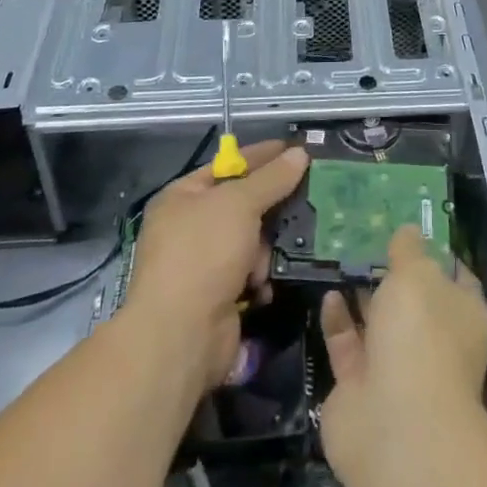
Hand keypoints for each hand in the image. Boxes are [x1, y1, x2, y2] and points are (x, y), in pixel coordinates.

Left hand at [123, 141, 308, 397]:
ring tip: (272, 255)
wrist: (181, 336)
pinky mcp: (217, 296)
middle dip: (269, 207)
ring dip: (264, 249)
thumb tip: (299, 153)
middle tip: (305, 197)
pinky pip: (248, 273)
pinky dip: (260, 277)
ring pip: (250, 240)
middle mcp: (187, 227)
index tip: (296, 150)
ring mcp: (201, 264)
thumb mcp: (240, 203)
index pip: (228, 164)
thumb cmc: (204, 253)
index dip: (261, 156)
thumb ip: (272, 178)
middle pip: (241, 204)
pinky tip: (264, 285)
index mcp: (182, 196)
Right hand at [318, 224, 486, 486]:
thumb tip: (408, 231)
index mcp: (462, 314)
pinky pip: (349, 345)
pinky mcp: (360, 388)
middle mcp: (434, 341)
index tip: (411, 227)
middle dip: (392, 273)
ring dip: (362, 295)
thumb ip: (409, 250)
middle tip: (366, 237)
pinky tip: (327, 294)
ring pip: (378, 323)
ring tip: (341, 257)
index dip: (436, 252)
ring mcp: (397, 368)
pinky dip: (338, 321)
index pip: (455, 275)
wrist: (395, 427)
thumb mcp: (417, 274)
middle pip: (413, 299)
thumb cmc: (420, 336)